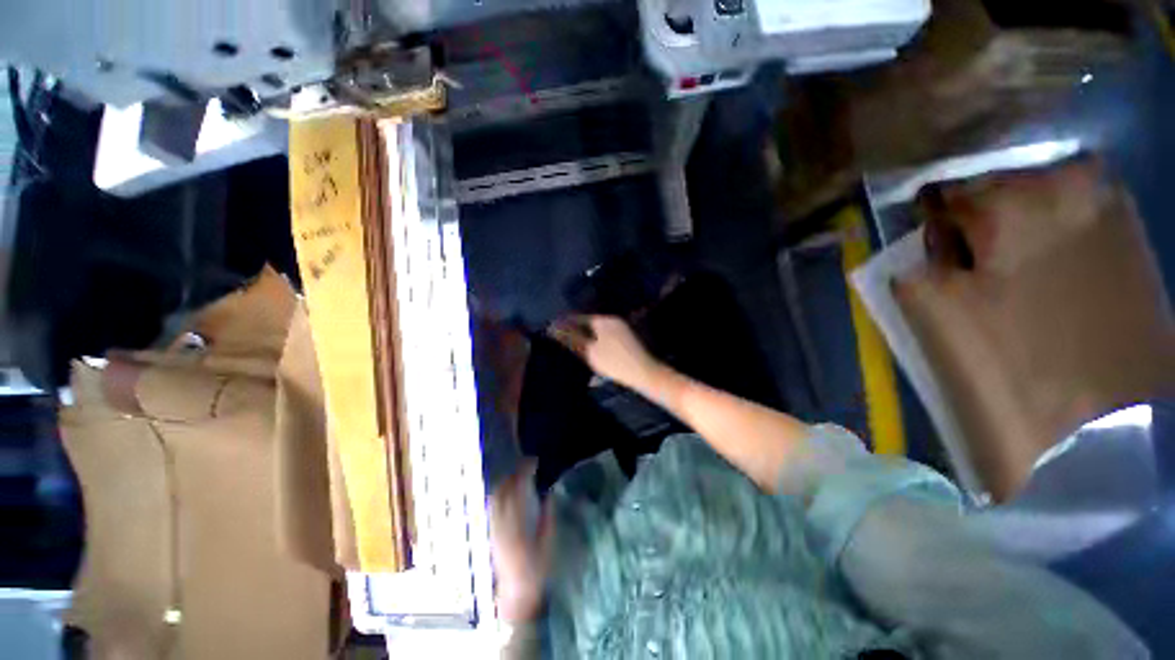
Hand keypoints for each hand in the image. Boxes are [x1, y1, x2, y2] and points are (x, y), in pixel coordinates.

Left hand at [489, 461, 553, 622]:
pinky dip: (500, 492)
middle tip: (526, 464)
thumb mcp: (548, 544)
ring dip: (506, 481)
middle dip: (514, 473)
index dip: (524, 473)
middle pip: (504, 491)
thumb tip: (550, 495)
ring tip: (517, 473)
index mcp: (519, 526)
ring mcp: (494, 528)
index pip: (518, 491)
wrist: (515, 593)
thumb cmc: (536, 569)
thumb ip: (548, 518)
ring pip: (496, 497)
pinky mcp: (491, 532)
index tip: (533, 462)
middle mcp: (503, 524)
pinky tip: (506, 489)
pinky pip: (493, 506)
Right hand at [549, 315, 661, 391]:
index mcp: (604, 320)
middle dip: (576, 332)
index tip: (553, 332)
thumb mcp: (589, 351)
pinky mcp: (628, 341)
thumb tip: (555, 327)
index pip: (579, 318)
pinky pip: (606, 338)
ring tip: (576, 349)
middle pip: (589, 324)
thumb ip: (572, 338)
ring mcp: (622, 330)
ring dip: (587, 338)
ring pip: (598, 332)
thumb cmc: (614, 361)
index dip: (565, 325)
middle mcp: (613, 321)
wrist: (644, 373)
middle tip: (563, 342)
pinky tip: (593, 353)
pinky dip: (597, 343)